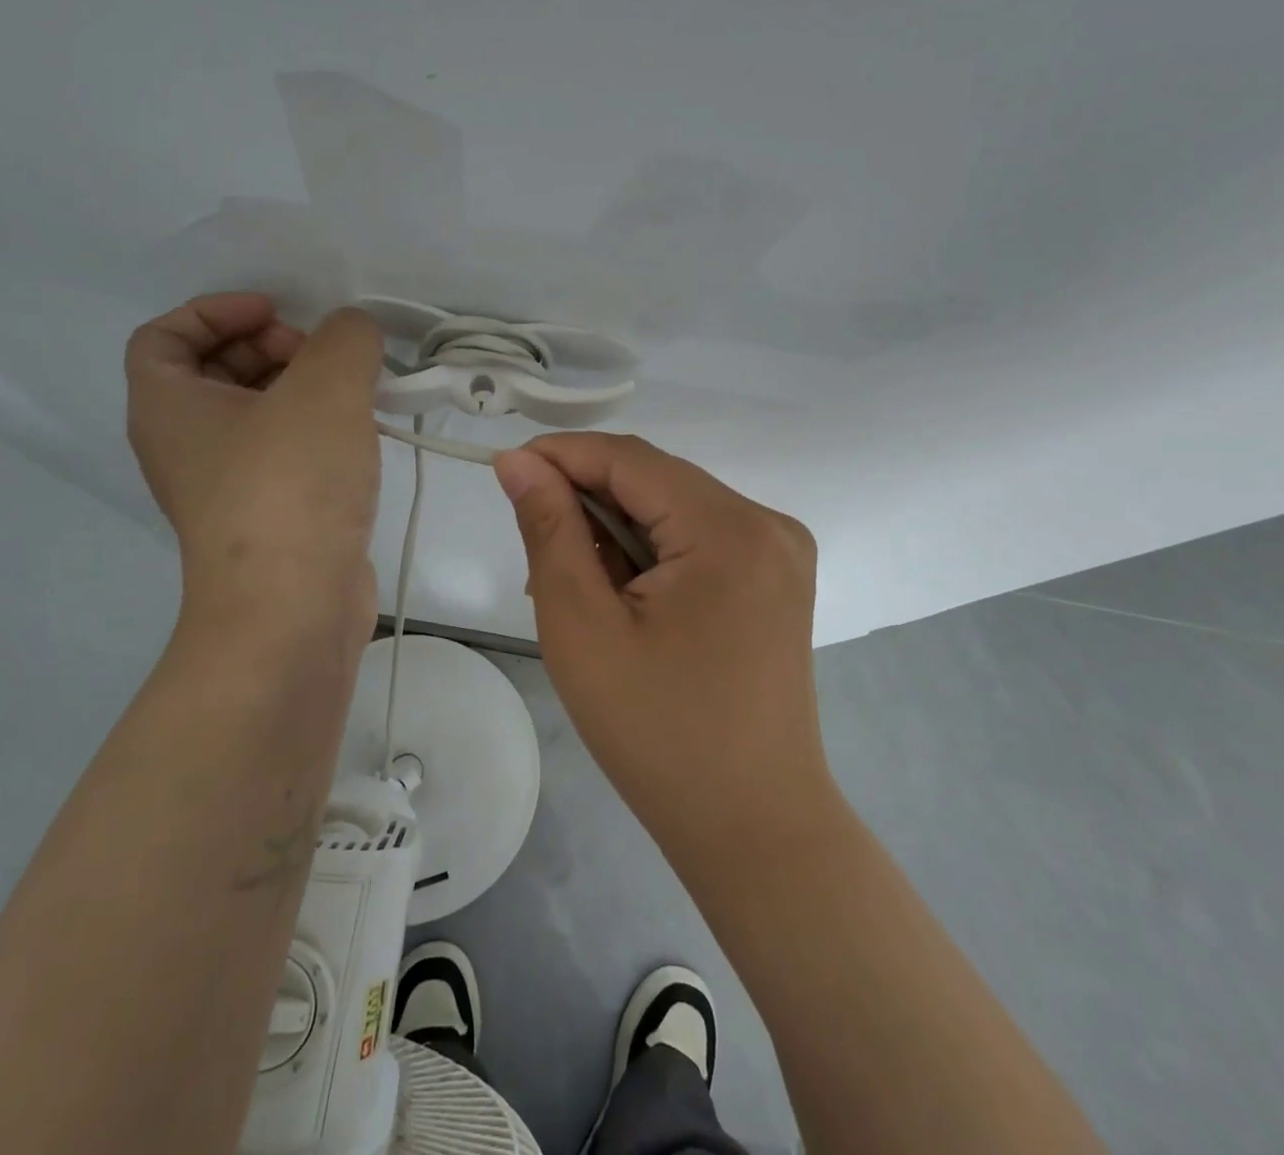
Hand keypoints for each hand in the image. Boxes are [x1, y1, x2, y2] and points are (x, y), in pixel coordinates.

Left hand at [125, 294, 384, 647]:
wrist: (292, 609)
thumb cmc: (290, 486)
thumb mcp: (325, 388)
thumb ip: (346, 339)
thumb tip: (354, 335)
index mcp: (168, 407)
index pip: (165, 335)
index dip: (217, 311)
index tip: (278, 315)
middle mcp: (185, 445)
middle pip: (215, 370)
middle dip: (271, 347)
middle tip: (324, 357)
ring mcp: (226, 487)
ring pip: (256, 415)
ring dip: (302, 391)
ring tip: (356, 393)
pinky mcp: (267, 517)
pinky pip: (283, 453)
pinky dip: (315, 432)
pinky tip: (361, 436)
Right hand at [492, 433, 831, 864]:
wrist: (753, 827)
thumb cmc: (658, 734)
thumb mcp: (583, 627)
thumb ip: (549, 531)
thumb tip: (518, 462)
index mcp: (730, 529)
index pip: (631, 459)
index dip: (562, 455)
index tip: (504, 470)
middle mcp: (767, 524)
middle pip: (656, 481)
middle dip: (588, 501)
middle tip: (536, 554)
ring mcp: (779, 552)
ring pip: (674, 509)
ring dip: (616, 531)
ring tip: (574, 588)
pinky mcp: (776, 579)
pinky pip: (698, 539)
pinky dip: (650, 554)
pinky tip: (620, 596)